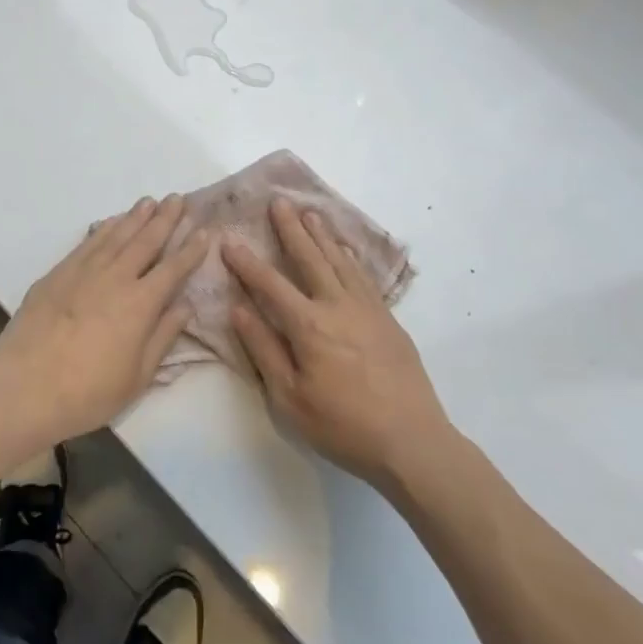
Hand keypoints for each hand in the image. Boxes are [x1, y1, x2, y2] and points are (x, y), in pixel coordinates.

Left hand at [0, 196, 208, 450]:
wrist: (25, 387)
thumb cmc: (88, 392)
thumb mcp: (137, 376)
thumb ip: (163, 337)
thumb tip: (185, 306)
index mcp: (140, 303)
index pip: (173, 268)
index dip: (191, 249)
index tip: (205, 231)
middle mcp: (115, 277)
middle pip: (145, 240)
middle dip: (165, 219)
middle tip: (178, 198)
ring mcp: (84, 271)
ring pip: (116, 235)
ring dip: (135, 216)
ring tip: (149, 201)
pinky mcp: (58, 273)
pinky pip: (87, 242)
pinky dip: (103, 228)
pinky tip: (110, 221)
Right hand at [225, 199, 449, 492]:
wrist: (413, 441)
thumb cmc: (343, 426)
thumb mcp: (289, 398)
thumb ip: (263, 349)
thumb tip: (238, 309)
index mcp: (308, 325)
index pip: (270, 284)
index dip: (247, 262)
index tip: (229, 240)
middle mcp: (337, 306)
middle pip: (310, 258)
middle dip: (291, 229)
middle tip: (279, 202)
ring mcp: (367, 309)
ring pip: (339, 261)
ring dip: (322, 235)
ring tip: (310, 214)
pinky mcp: (388, 319)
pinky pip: (364, 276)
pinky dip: (350, 257)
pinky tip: (345, 250)